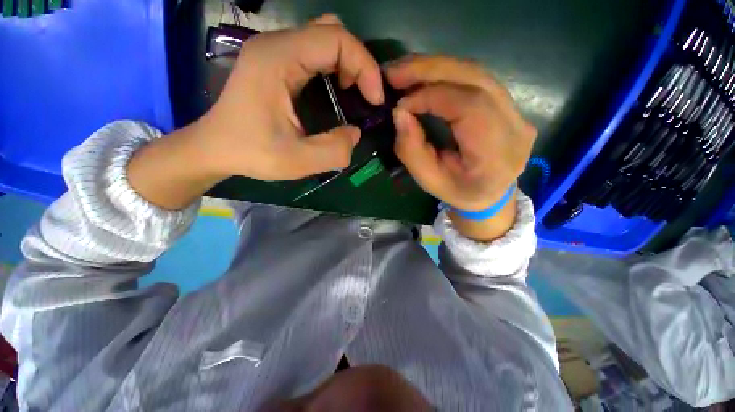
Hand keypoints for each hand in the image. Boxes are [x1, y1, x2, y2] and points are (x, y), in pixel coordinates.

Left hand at [196, 15, 384, 180]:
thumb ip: (335, 151)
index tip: (375, 100)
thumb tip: (355, 132)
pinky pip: (314, 50)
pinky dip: (334, 65)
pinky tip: (335, 88)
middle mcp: (275, 44)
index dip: (365, 66)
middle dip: (358, 62)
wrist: (214, 149)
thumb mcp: (297, 162)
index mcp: (278, 59)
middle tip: (365, 96)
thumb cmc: (251, 153)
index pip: (335, 38)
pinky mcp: (275, 60)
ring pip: (324, 37)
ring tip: (353, 92)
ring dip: (347, 62)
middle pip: (331, 31)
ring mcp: (273, 50)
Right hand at [386, 55, 535, 240]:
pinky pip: (477, 80)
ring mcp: (517, 112)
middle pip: (476, 79)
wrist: (491, 196)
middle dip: (431, 70)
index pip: (469, 107)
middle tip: (395, 71)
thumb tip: (400, 113)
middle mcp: (515, 127)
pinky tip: (425, 77)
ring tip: (405, 71)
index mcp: (496, 155)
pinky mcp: (510, 105)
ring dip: (437, 67)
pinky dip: (447, 74)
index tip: (401, 104)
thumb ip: (412, 151)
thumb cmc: (459, 193)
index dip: (431, 97)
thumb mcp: (429, 181)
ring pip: (477, 73)